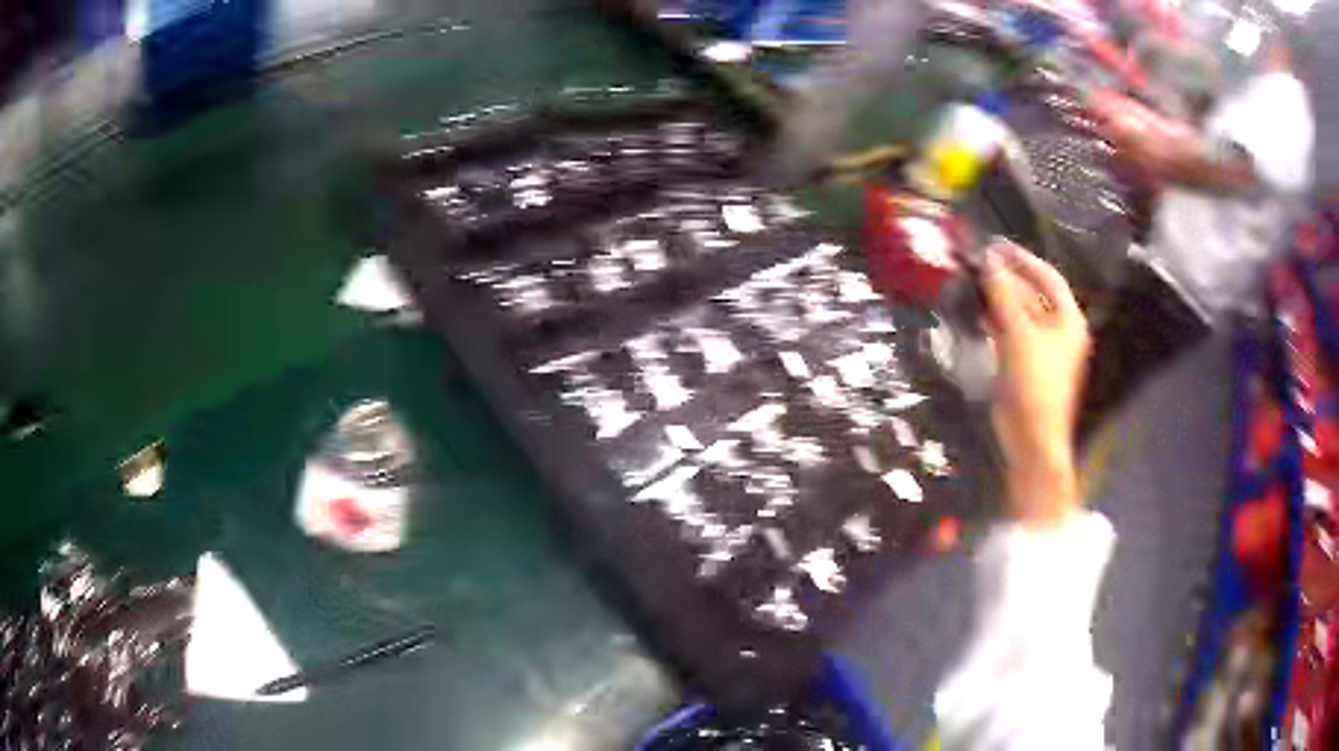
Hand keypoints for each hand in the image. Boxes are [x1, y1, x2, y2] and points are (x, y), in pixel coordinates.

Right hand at [981, 240, 1090, 526]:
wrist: (1031, 439)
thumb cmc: (1033, 384)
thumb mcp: (1017, 333)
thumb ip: (1003, 294)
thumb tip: (988, 260)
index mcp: (1068, 320)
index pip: (1048, 277)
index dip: (1023, 258)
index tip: (995, 246)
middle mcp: (1060, 331)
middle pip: (1034, 294)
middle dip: (1007, 278)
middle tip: (978, 264)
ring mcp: (1045, 350)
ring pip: (1022, 313)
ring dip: (1000, 298)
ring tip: (973, 283)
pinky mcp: (1028, 365)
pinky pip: (1014, 332)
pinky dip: (998, 319)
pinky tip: (979, 312)